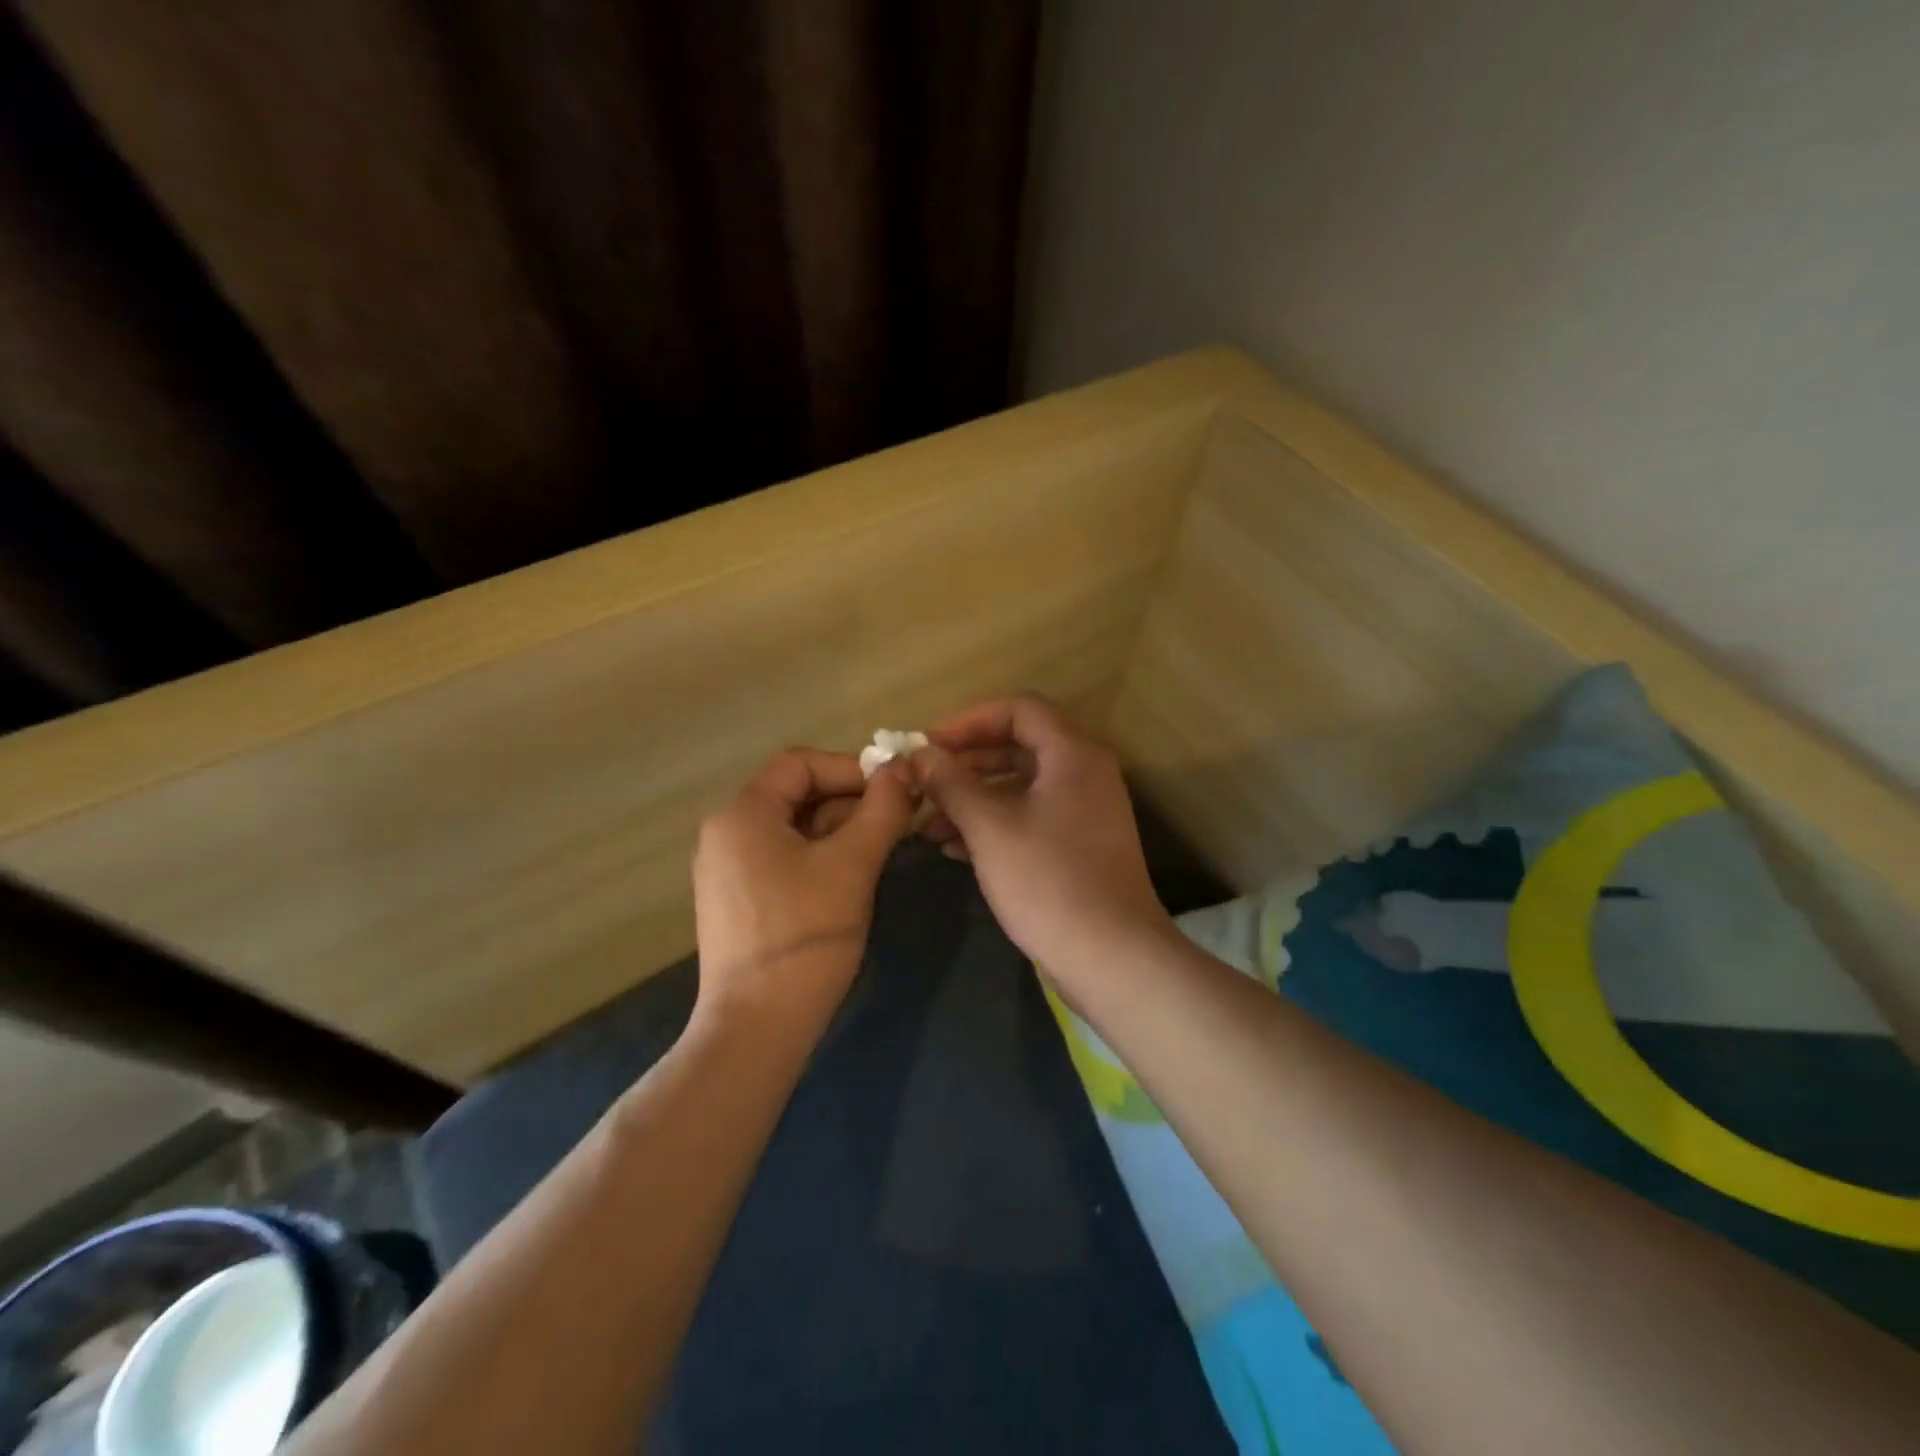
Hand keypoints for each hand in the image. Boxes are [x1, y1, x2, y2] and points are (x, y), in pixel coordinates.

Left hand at [693, 749, 915, 1029]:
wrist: (757, 1027)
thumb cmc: (806, 936)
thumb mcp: (853, 865)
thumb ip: (882, 809)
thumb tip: (905, 767)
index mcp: (743, 815)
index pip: (800, 764)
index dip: (851, 768)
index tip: (894, 788)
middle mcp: (726, 833)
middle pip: (796, 794)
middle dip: (850, 800)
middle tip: (898, 819)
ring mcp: (727, 869)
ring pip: (792, 828)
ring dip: (840, 829)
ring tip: (882, 848)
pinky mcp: (737, 899)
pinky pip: (783, 857)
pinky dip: (820, 855)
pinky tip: (852, 876)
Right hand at [913, 697, 1174, 990]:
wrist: (1111, 956)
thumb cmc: (1048, 881)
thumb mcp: (989, 827)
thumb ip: (951, 783)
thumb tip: (920, 754)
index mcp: (1072, 754)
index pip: (1019, 709)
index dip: (969, 720)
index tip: (929, 743)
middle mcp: (1084, 772)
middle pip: (1018, 745)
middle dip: (966, 762)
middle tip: (923, 780)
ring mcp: (1084, 810)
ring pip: (1020, 785)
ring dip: (973, 797)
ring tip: (927, 823)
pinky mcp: (1078, 845)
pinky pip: (1030, 816)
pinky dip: (993, 823)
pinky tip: (953, 848)